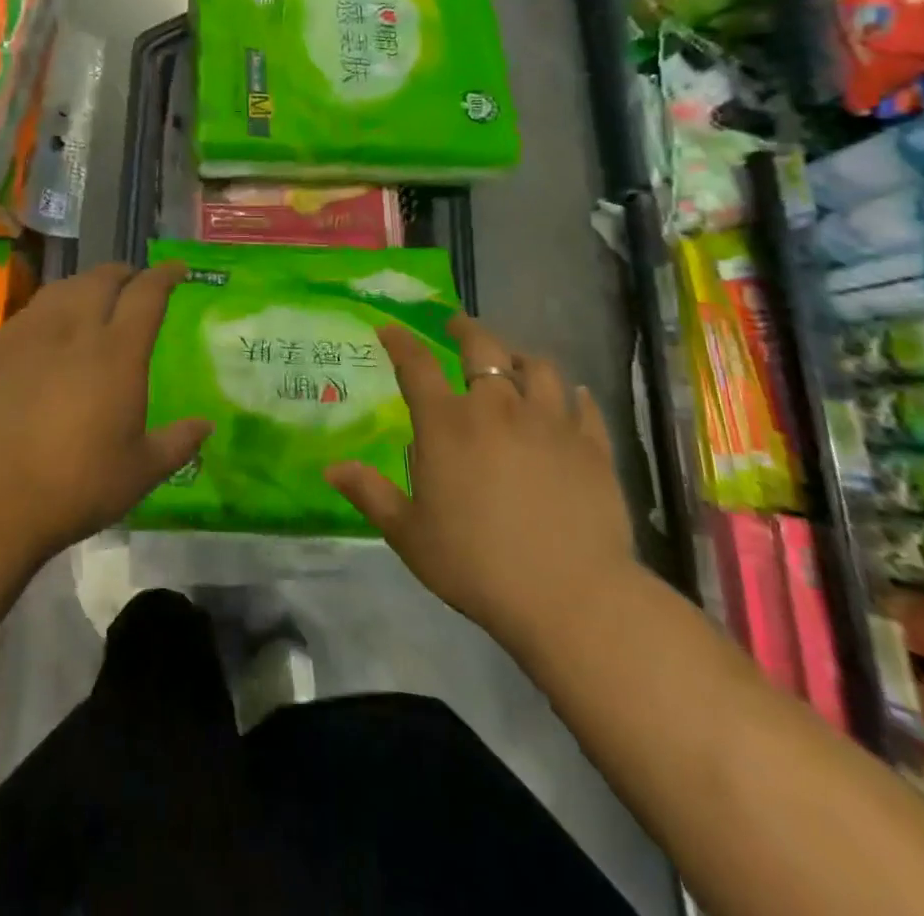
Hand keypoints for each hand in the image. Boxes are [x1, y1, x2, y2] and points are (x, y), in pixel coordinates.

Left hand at [0, 261, 210, 559]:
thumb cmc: (74, 487)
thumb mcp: (139, 472)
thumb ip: (176, 443)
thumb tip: (205, 424)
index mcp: (117, 352)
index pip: (146, 294)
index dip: (164, 276)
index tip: (177, 269)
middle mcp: (73, 329)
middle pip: (100, 280)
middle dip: (122, 273)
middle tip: (133, 281)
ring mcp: (28, 335)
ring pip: (61, 289)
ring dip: (84, 285)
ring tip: (91, 296)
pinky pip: (28, 313)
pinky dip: (48, 310)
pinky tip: (45, 331)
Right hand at [327, 315, 635, 652]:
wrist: (571, 598)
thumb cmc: (477, 565)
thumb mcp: (409, 535)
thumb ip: (370, 494)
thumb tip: (332, 468)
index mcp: (447, 424)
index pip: (416, 365)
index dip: (400, 341)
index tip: (389, 328)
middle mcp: (498, 409)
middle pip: (483, 348)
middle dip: (465, 329)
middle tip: (456, 325)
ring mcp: (550, 423)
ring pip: (538, 368)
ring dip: (520, 358)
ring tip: (514, 362)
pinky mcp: (592, 446)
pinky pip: (583, 406)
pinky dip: (574, 396)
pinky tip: (573, 398)